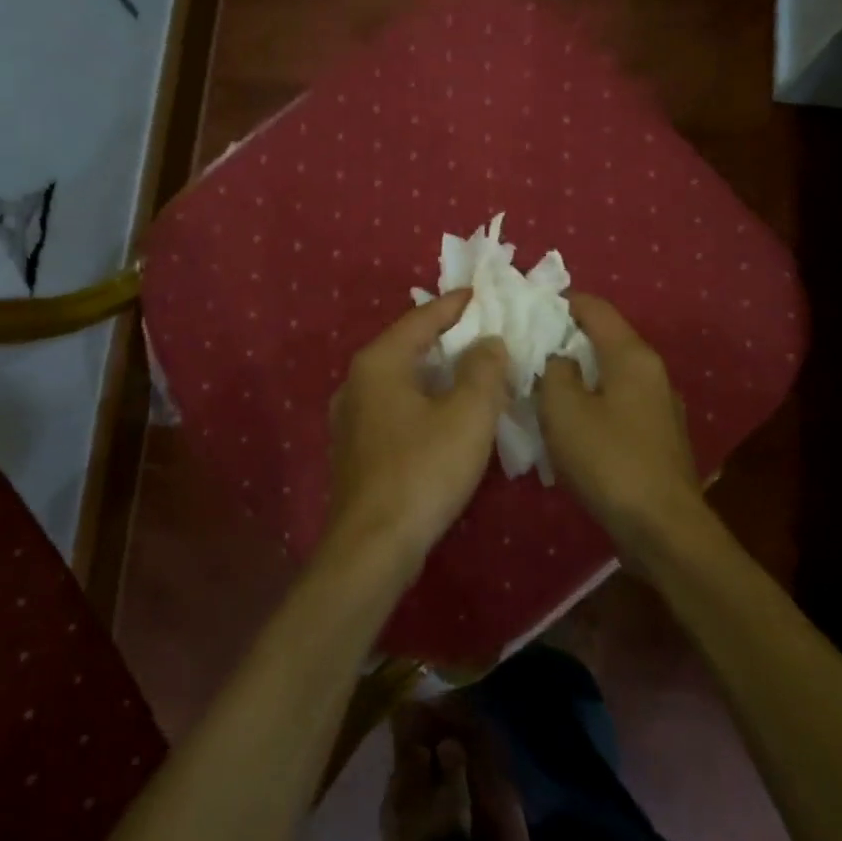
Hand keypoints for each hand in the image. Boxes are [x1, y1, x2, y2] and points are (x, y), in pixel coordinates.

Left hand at [329, 290, 510, 559]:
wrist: (373, 546)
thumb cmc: (423, 470)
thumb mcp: (468, 414)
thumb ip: (484, 369)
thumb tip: (489, 343)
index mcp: (380, 362)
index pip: (422, 318)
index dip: (456, 305)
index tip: (485, 294)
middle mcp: (357, 381)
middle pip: (409, 346)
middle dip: (449, 338)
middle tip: (487, 333)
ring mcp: (352, 416)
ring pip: (403, 379)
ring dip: (438, 373)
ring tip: (474, 371)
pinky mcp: (357, 448)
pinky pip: (396, 407)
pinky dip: (425, 400)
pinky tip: (447, 415)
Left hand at [381, 733, 471, 840]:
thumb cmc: (445, 826)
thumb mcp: (456, 790)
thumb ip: (452, 763)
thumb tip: (446, 743)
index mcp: (402, 778)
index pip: (411, 753)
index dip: (425, 750)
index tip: (438, 751)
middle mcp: (389, 797)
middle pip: (404, 778)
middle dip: (418, 775)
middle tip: (438, 777)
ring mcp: (387, 826)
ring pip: (401, 802)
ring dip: (414, 799)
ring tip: (433, 804)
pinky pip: (401, 825)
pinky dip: (412, 820)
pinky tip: (425, 827)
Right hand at [538, 294, 710, 554]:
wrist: (663, 527)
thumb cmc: (609, 460)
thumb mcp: (564, 410)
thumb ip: (554, 372)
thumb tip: (560, 360)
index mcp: (631, 355)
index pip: (595, 307)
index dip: (560, 302)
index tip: (527, 310)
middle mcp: (652, 371)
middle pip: (604, 339)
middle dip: (566, 340)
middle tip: (527, 351)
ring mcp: (659, 405)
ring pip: (611, 373)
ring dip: (578, 374)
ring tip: (543, 387)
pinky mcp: (658, 435)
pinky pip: (619, 403)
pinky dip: (593, 401)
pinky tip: (572, 424)